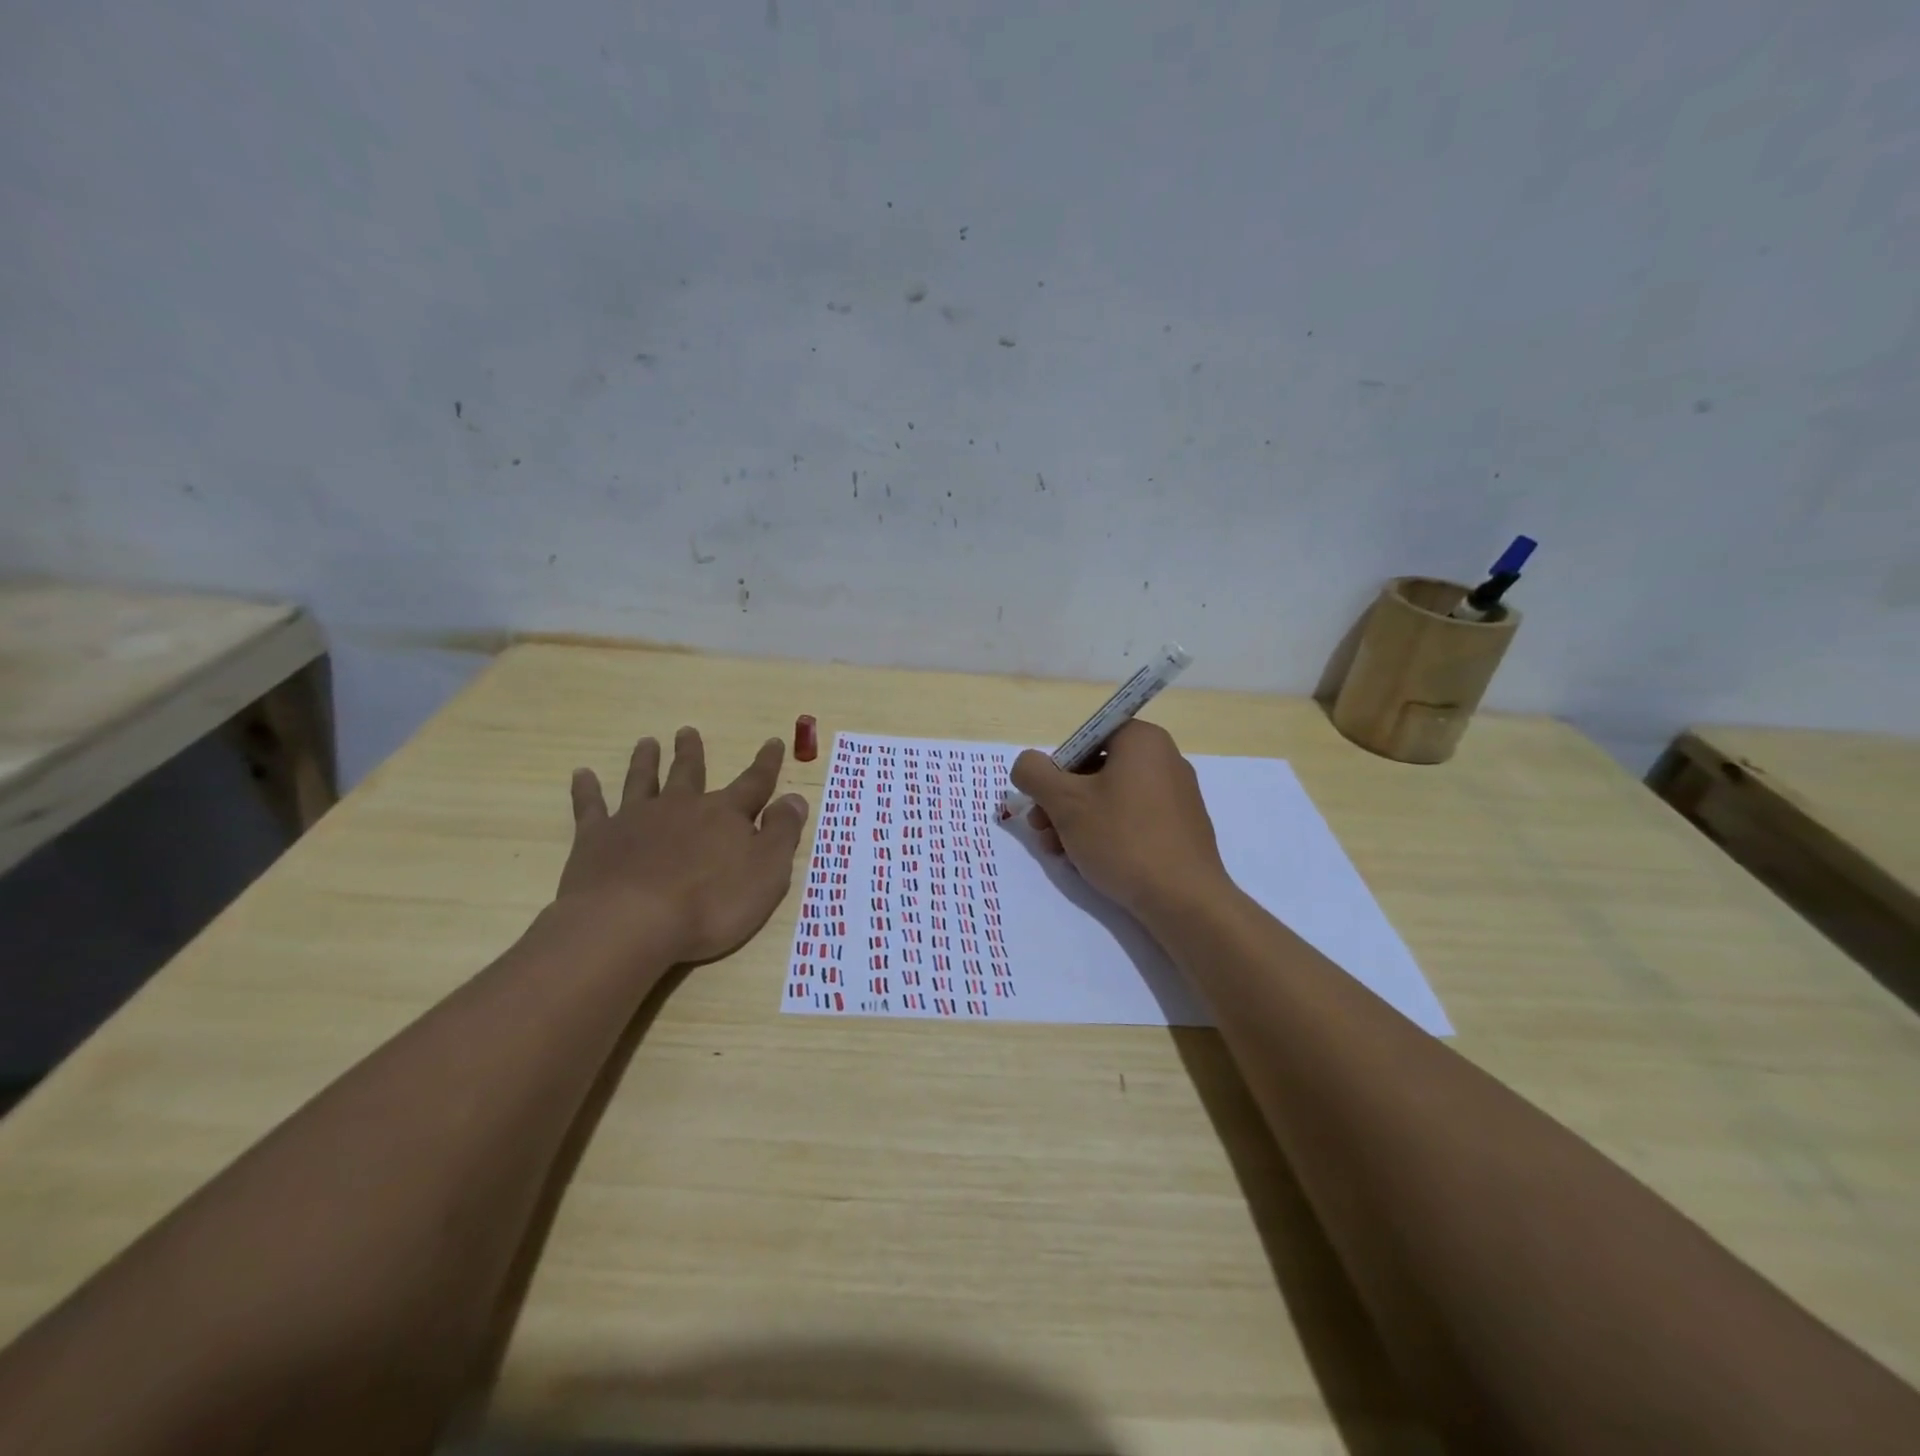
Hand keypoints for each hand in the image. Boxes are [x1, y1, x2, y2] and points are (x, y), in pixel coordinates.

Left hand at [556, 727, 809, 963]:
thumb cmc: (711, 903)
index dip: (766, 764)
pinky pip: (591, 808)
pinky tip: (582, 775)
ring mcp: (635, 820)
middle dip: (691, 754)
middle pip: (689, 774)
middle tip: (687, 731)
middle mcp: (680, 807)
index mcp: (724, 815)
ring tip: (647, 743)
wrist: (632, 923)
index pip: (753, 783)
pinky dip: (587, 791)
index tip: (774, 741)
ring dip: (646, 761)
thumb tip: (795, 798)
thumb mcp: (767, 872)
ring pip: (643, 781)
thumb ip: (782, 833)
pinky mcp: (597, 839)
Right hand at [1011, 720, 1231, 924]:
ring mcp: (1177, 794)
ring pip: (1111, 797)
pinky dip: (1106, 832)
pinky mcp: (1181, 827)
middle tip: (1040, 828)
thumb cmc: (1122, 839)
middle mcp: (1165, 759)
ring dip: (1076, 820)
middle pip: (1096, 769)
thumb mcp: (1065, 803)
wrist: (1184, 899)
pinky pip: (1133, 818)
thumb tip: (1026, 764)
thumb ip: (1034, 773)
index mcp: (1142, 740)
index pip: (1086, 738)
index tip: (1043, 800)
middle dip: (1061, 800)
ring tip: (1058, 851)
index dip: (1057, 767)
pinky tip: (1087, 860)